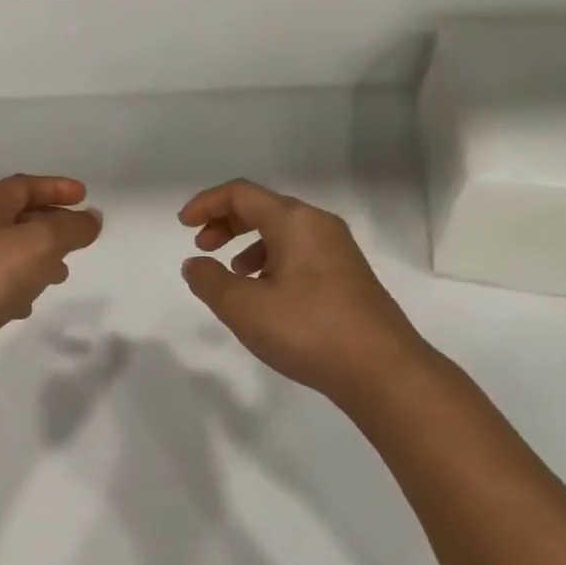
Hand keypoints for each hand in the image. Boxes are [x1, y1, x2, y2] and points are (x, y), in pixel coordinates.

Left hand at [0, 175, 102, 382]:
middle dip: (51, 224)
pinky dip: (18, 285)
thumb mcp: (40, 244)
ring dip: (37, 257)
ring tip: (61, 274)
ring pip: (8, 250)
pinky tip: (28, 304)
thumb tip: (92, 218)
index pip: (24, 186)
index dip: (56, 188)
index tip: (85, 196)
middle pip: (16, 216)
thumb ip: (71, 228)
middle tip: (78, 237)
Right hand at [179, 179, 426, 401]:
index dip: (207, 204)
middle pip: (263, 208)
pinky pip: (299, 253)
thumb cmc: (308, 330)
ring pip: (283, 232)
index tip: (182, 225)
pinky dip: (272, 262)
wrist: (382, 370)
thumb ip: (210, 281)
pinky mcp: (347, 277)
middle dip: (226, 222)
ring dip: (248, 243)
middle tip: (203, 247)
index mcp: (294, 221)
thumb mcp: (244, 307)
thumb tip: (194, 264)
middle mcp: (319, 226)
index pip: (241, 194)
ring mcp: (338, 251)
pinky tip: (265, 294)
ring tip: (232, 274)